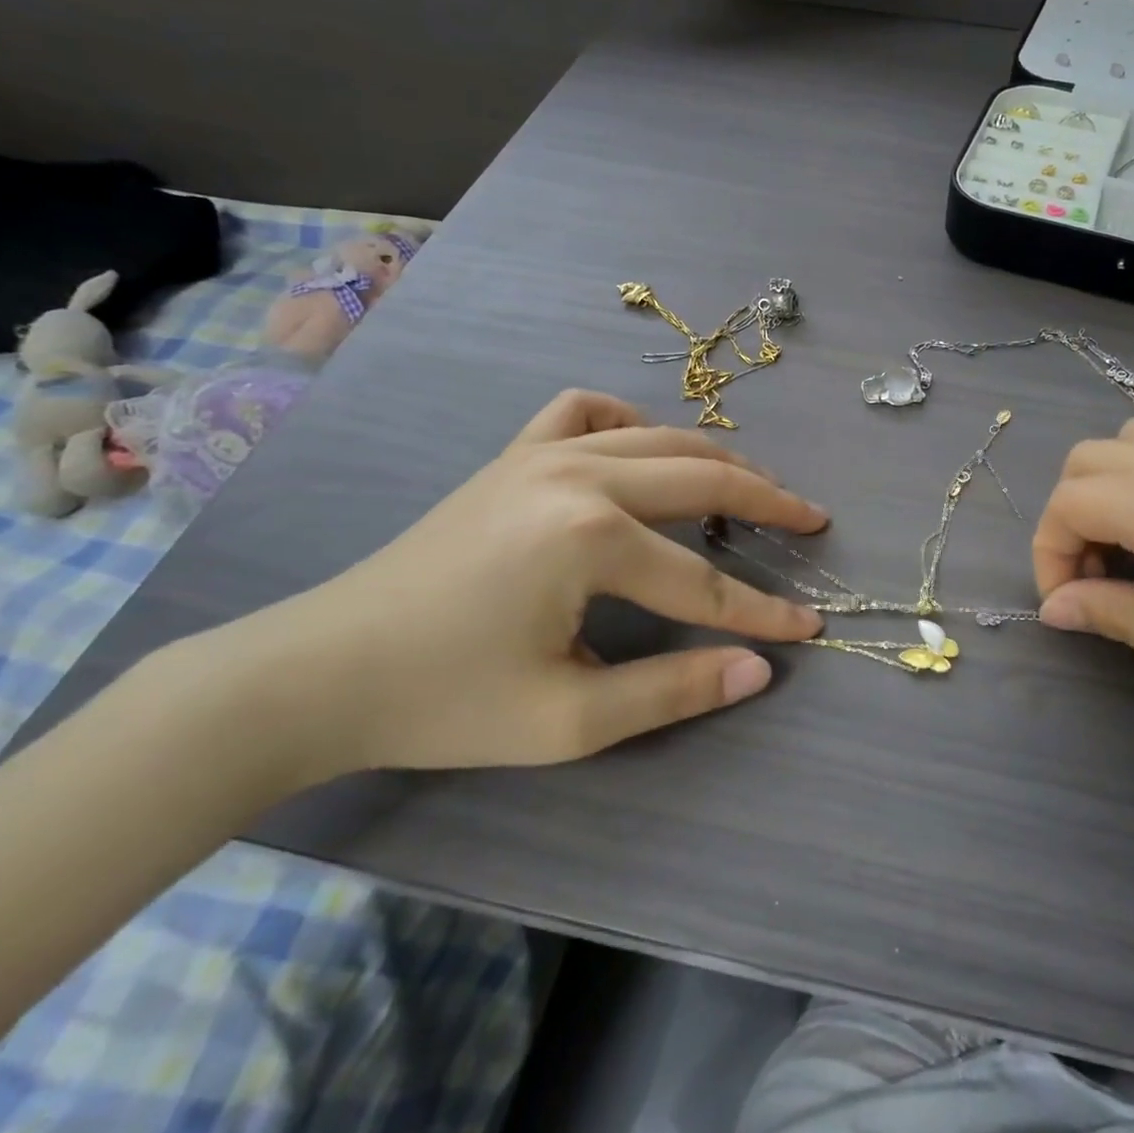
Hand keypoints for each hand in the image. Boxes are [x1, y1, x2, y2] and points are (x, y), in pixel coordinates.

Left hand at [206, 389, 825, 782]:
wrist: (321, 670)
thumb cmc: (445, 702)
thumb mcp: (569, 720)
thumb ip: (673, 689)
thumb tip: (758, 671)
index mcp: (590, 538)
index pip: (703, 582)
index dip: (762, 611)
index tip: (810, 628)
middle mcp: (577, 475)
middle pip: (699, 480)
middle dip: (766, 502)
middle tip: (813, 520)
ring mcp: (542, 454)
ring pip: (657, 438)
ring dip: (715, 460)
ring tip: (755, 486)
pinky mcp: (512, 456)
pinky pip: (583, 412)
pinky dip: (628, 422)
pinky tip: (643, 447)